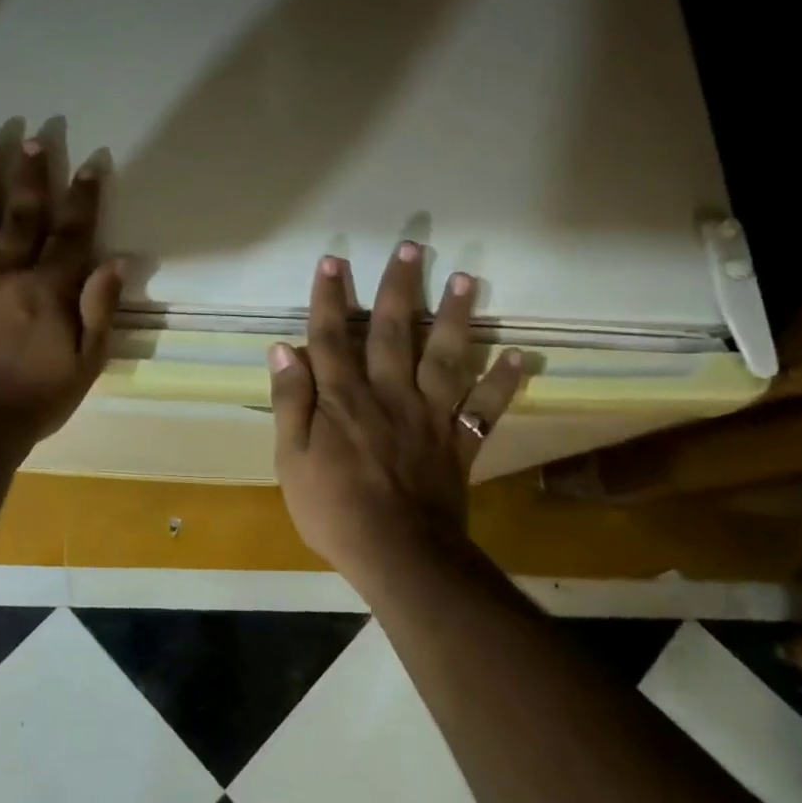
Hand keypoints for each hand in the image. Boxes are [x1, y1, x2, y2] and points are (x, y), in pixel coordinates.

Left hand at [0, 141, 122, 449]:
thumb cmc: (35, 400)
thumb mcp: (86, 363)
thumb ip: (100, 309)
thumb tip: (118, 260)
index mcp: (48, 290)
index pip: (71, 233)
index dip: (82, 198)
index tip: (89, 165)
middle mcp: (7, 274)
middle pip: (22, 216)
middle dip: (31, 176)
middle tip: (33, 139)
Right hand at [269, 245, 521, 574]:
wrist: (398, 555)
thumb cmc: (333, 508)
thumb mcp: (291, 459)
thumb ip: (289, 402)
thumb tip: (283, 349)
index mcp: (343, 398)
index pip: (331, 336)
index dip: (329, 297)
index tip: (333, 260)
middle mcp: (388, 393)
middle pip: (391, 331)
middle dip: (398, 287)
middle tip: (412, 246)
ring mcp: (429, 415)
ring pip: (443, 355)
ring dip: (455, 316)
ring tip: (467, 279)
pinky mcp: (459, 441)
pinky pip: (485, 407)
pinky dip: (502, 381)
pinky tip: (518, 355)